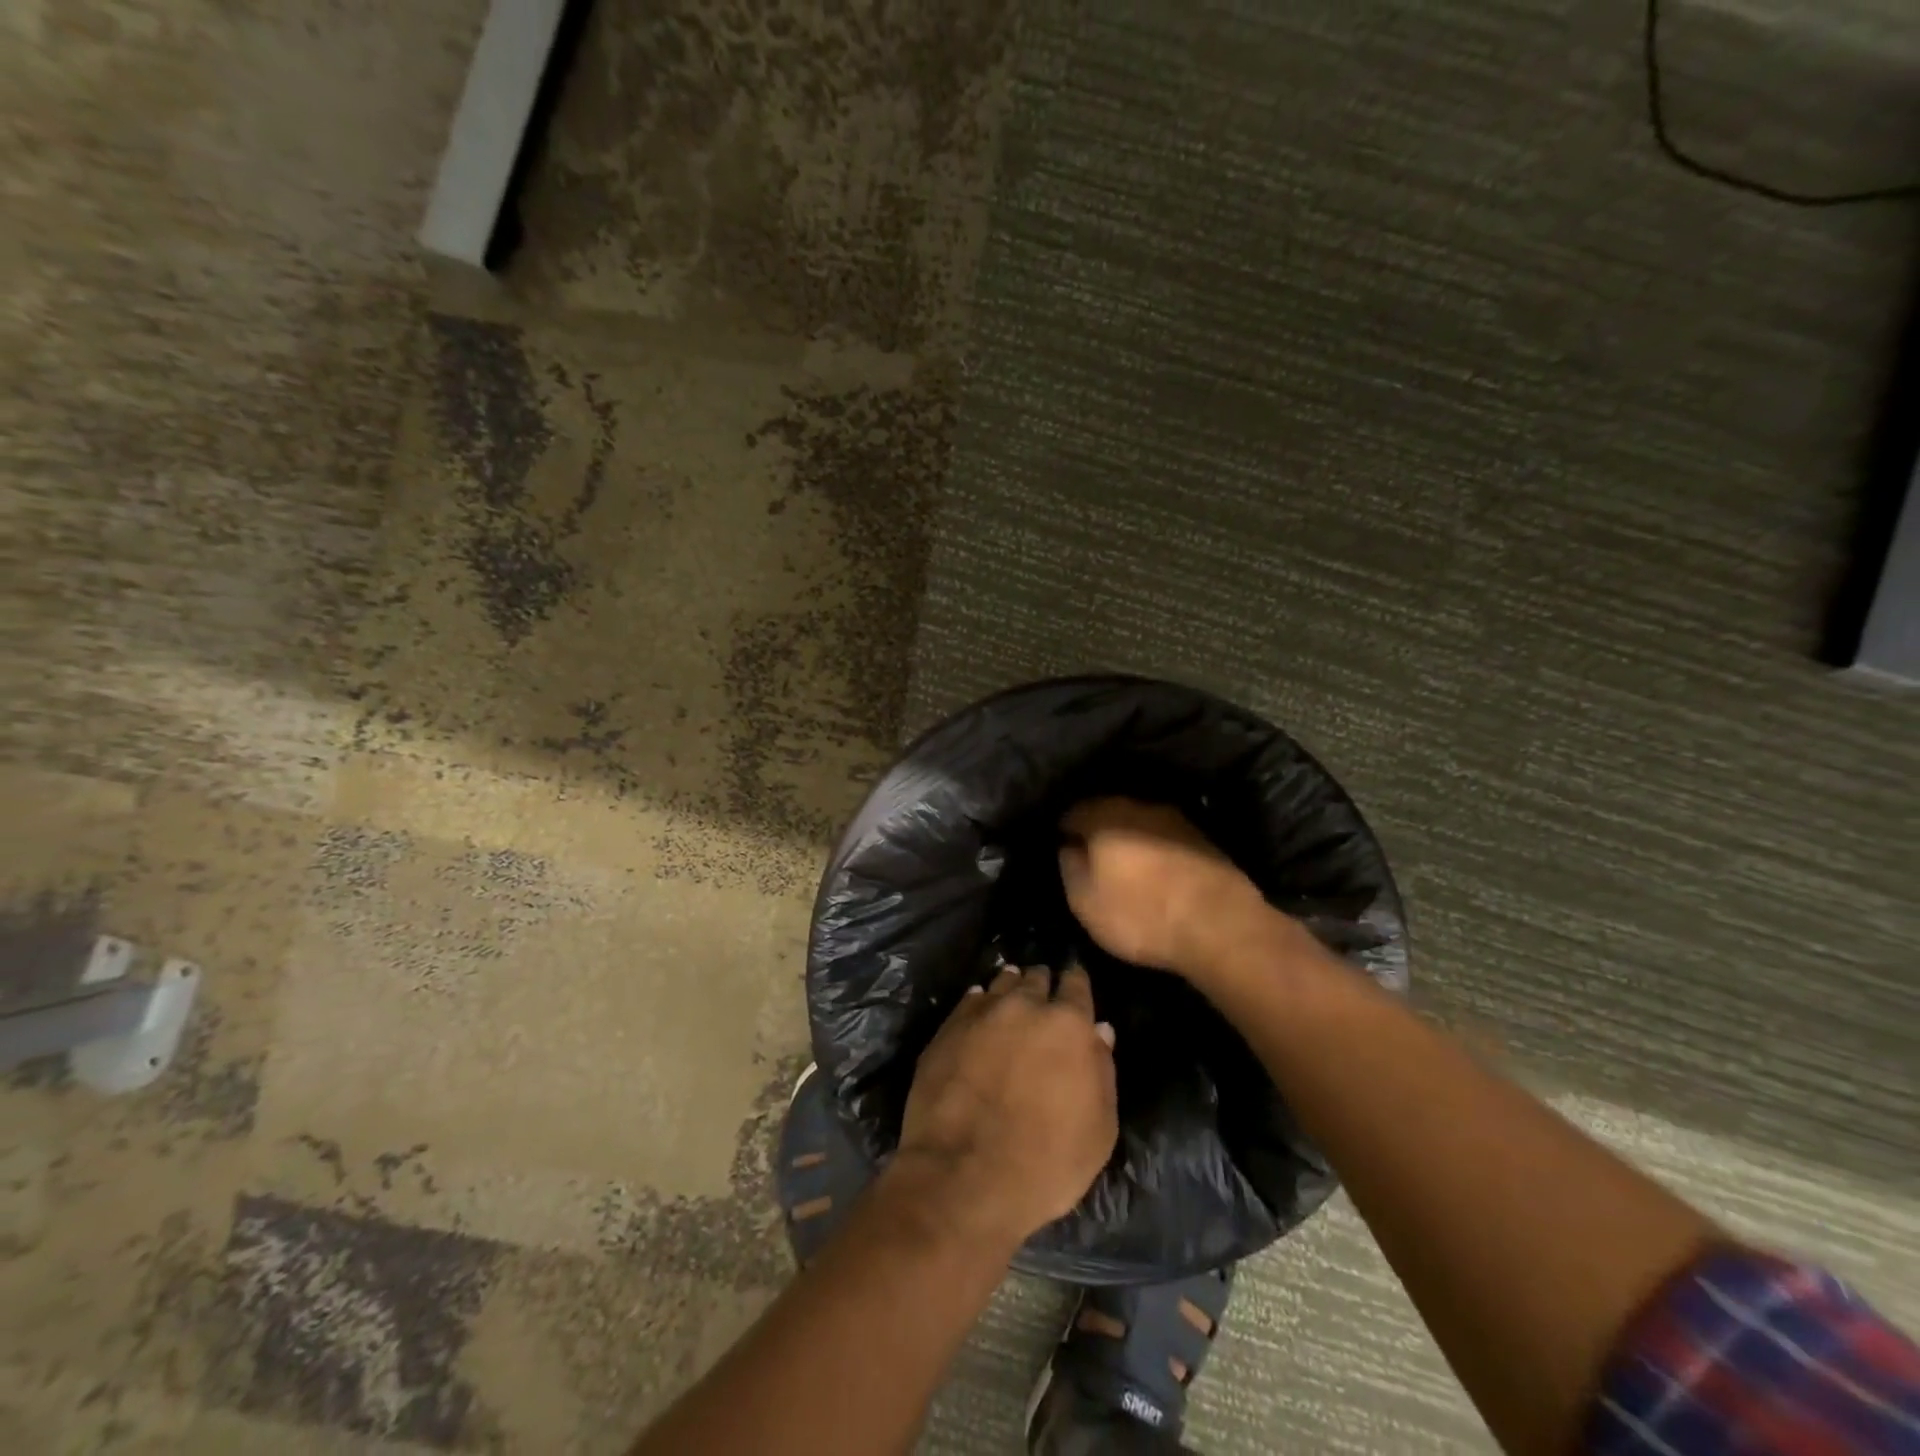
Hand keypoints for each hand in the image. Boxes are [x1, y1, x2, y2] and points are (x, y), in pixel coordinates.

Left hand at [895, 964, 1117, 1252]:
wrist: (964, 1177)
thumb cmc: (1047, 1162)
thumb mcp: (1099, 1129)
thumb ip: (1102, 1070)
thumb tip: (1100, 1031)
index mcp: (1068, 1023)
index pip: (1077, 983)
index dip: (1077, 983)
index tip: (1075, 984)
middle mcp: (1025, 1006)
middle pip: (1037, 978)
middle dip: (1042, 985)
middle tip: (1043, 998)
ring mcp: (982, 1013)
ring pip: (1002, 983)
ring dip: (1010, 989)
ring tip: (1012, 999)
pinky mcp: (947, 1028)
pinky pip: (970, 1001)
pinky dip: (979, 1004)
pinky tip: (980, 1015)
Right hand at [1058, 797, 1266, 975]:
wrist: (1221, 925)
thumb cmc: (1141, 914)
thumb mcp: (1085, 901)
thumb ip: (1070, 867)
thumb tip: (1069, 846)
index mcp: (1104, 816)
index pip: (1072, 812)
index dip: (1064, 831)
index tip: (1062, 849)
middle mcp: (1139, 806)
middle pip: (1108, 812)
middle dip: (1098, 831)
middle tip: (1091, 858)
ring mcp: (1176, 820)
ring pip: (1140, 823)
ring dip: (1130, 841)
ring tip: (1124, 867)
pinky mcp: (1204, 839)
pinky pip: (1165, 839)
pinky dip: (1156, 851)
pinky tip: (1156, 873)